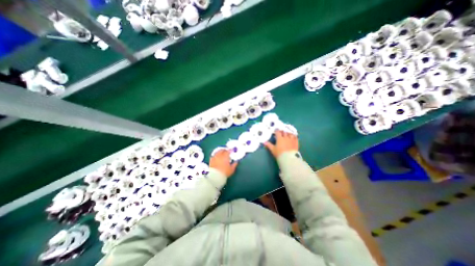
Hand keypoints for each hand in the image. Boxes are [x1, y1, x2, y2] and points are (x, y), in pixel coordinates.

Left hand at [208, 150, 237, 178]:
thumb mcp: (232, 169)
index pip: (228, 151)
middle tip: (226, 151)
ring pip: (217, 152)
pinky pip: (213, 155)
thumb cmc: (225, 172)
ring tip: (221, 153)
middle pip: (222, 150)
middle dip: (225, 150)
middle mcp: (220, 155)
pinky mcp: (211, 160)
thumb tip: (236, 162)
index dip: (230, 150)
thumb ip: (234, 164)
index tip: (231, 150)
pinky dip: (215, 155)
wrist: (215, 176)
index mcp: (225, 156)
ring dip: (220, 151)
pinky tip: (216, 157)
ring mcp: (215, 157)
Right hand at [264, 130, 295, 158]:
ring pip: (290, 134)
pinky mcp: (296, 142)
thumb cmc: (279, 153)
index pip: (278, 132)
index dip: (276, 130)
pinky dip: (294, 136)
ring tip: (287, 134)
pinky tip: (293, 137)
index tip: (276, 130)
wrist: (289, 158)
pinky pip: (296, 137)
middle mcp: (286, 137)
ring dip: (288, 133)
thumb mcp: (273, 149)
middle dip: (282, 131)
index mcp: (279, 138)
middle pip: (284, 132)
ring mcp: (291, 139)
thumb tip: (264, 142)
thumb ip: (269, 145)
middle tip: (281, 132)